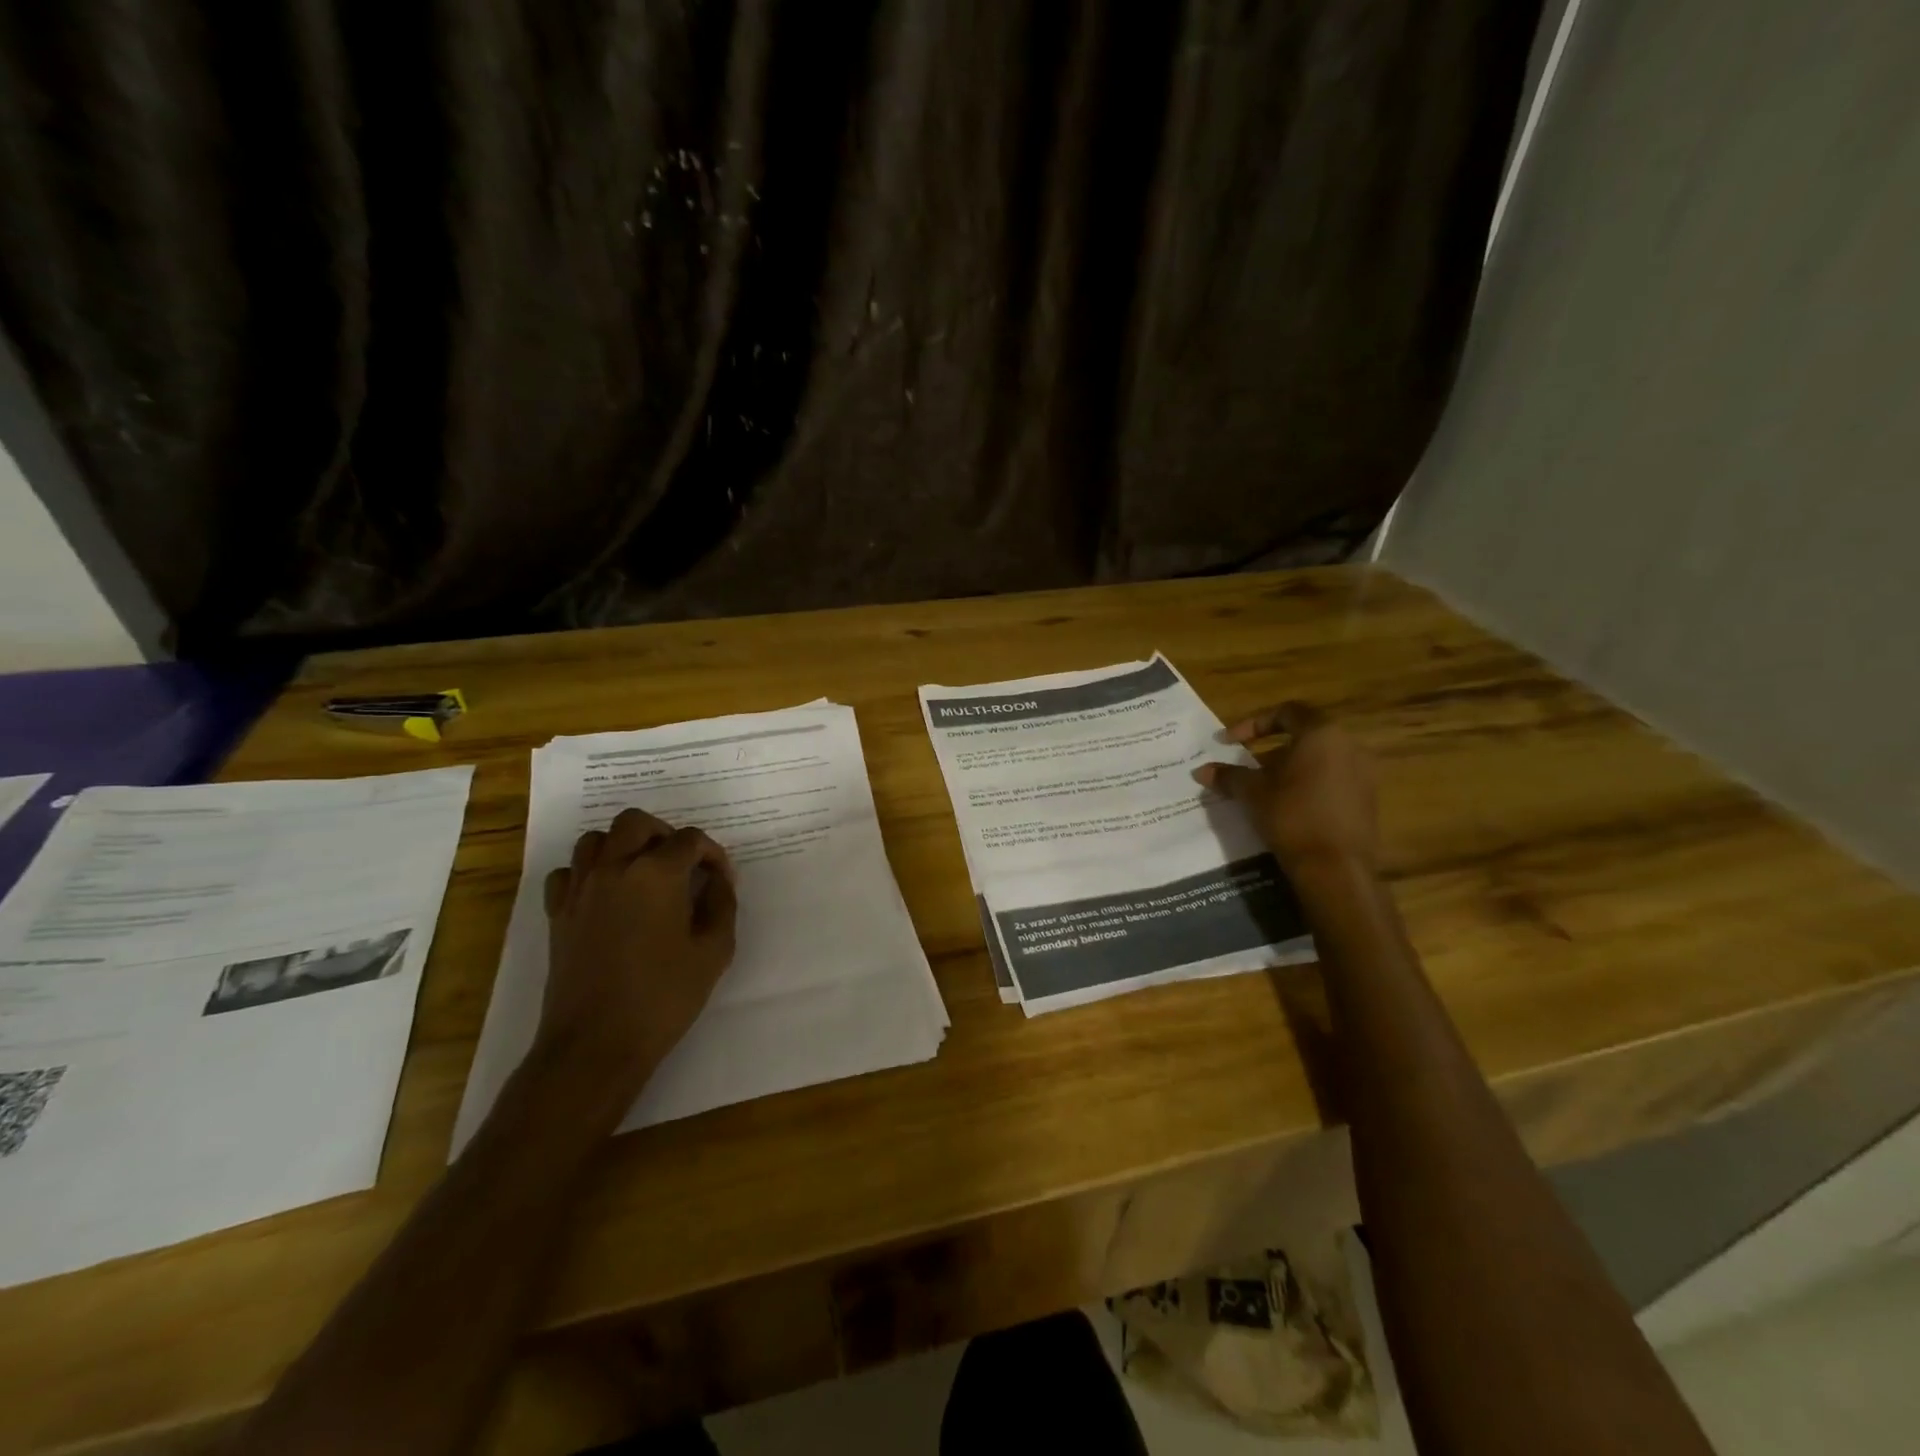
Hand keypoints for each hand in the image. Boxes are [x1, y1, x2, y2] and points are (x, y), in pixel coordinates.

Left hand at [535, 808, 737, 1115]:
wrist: (596, 1044)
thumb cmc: (664, 997)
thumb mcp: (714, 951)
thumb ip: (722, 905)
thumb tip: (717, 881)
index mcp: (657, 873)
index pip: (690, 840)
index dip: (712, 854)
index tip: (721, 880)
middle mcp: (614, 868)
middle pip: (635, 822)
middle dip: (665, 833)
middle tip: (682, 864)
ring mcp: (580, 890)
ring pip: (595, 839)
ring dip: (623, 845)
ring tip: (644, 873)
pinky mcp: (557, 914)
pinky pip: (568, 872)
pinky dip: (588, 872)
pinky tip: (606, 896)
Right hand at [1195, 702, 1380, 873]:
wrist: (1336, 868)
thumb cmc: (1291, 816)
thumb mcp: (1252, 793)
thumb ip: (1228, 776)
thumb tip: (1201, 770)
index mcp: (1321, 734)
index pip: (1286, 712)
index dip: (1253, 724)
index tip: (1229, 743)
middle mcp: (1349, 745)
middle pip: (1304, 735)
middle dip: (1270, 749)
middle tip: (1246, 765)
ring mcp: (1363, 773)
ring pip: (1319, 759)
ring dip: (1289, 768)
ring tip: (1263, 788)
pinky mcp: (1367, 799)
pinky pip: (1332, 780)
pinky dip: (1308, 784)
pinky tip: (1288, 806)